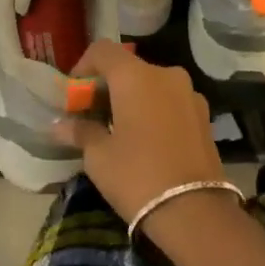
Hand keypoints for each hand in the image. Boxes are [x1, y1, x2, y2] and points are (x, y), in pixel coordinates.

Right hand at [52, 42, 230, 227]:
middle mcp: (165, 74)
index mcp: (135, 76)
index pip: (102, 51)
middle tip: (91, 115)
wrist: (196, 215)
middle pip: (128, 68)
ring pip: (151, 85)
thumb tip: (60, 125)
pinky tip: (146, 140)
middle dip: (107, 86)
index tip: (73, 95)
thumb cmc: (138, 177)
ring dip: (132, 98)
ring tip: (119, 130)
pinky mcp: (204, 116)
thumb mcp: (99, 157)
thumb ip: (81, 132)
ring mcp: (189, 94)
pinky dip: (154, 110)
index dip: (83, 67)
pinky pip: (170, 102)